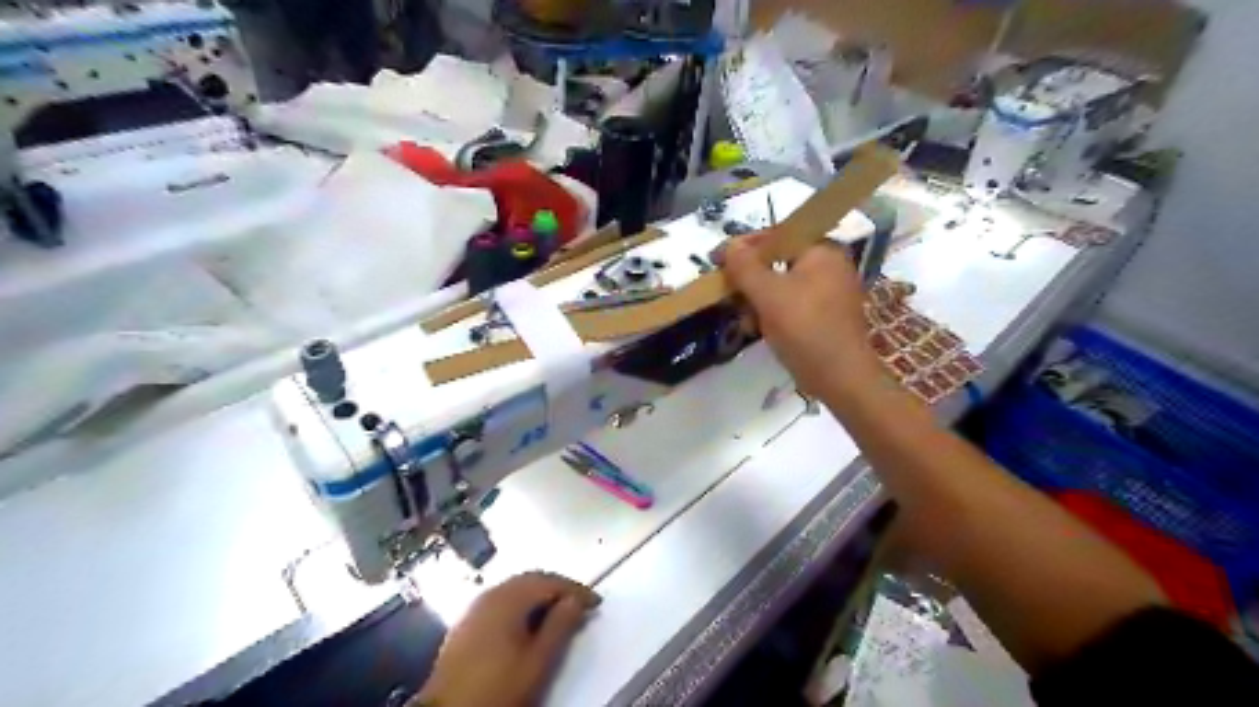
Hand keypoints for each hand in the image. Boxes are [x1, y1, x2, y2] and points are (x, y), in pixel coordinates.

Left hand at [417, 572, 602, 702]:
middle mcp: (491, 594)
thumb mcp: (538, 661)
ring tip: (558, 614)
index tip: (595, 604)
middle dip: (557, 589)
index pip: (550, 581)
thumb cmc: (498, 688)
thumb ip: (561, 626)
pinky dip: (521, 605)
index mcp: (509, 598)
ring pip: (515, 589)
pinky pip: (501, 601)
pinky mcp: (466, 622)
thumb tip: (577, 600)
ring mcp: (475, 607)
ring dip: (539, 596)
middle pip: (531, 580)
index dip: (576, 590)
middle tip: (579, 604)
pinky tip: (527, 624)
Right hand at [717, 231, 876, 394]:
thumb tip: (731, 246)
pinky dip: (773, 313)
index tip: (717, 260)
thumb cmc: (804, 328)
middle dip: (750, 279)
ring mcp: (830, 293)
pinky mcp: (826, 317)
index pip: (776, 236)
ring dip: (758, 300)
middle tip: (728, 293)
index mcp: (822, 252)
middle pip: (778, 262)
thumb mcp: (768, 294)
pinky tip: (758, 330)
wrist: (840, 378)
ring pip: (783, 286)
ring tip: (743, 320)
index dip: (744, 247)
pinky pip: (793, 305)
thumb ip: (745, 267)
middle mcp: (830, 267)